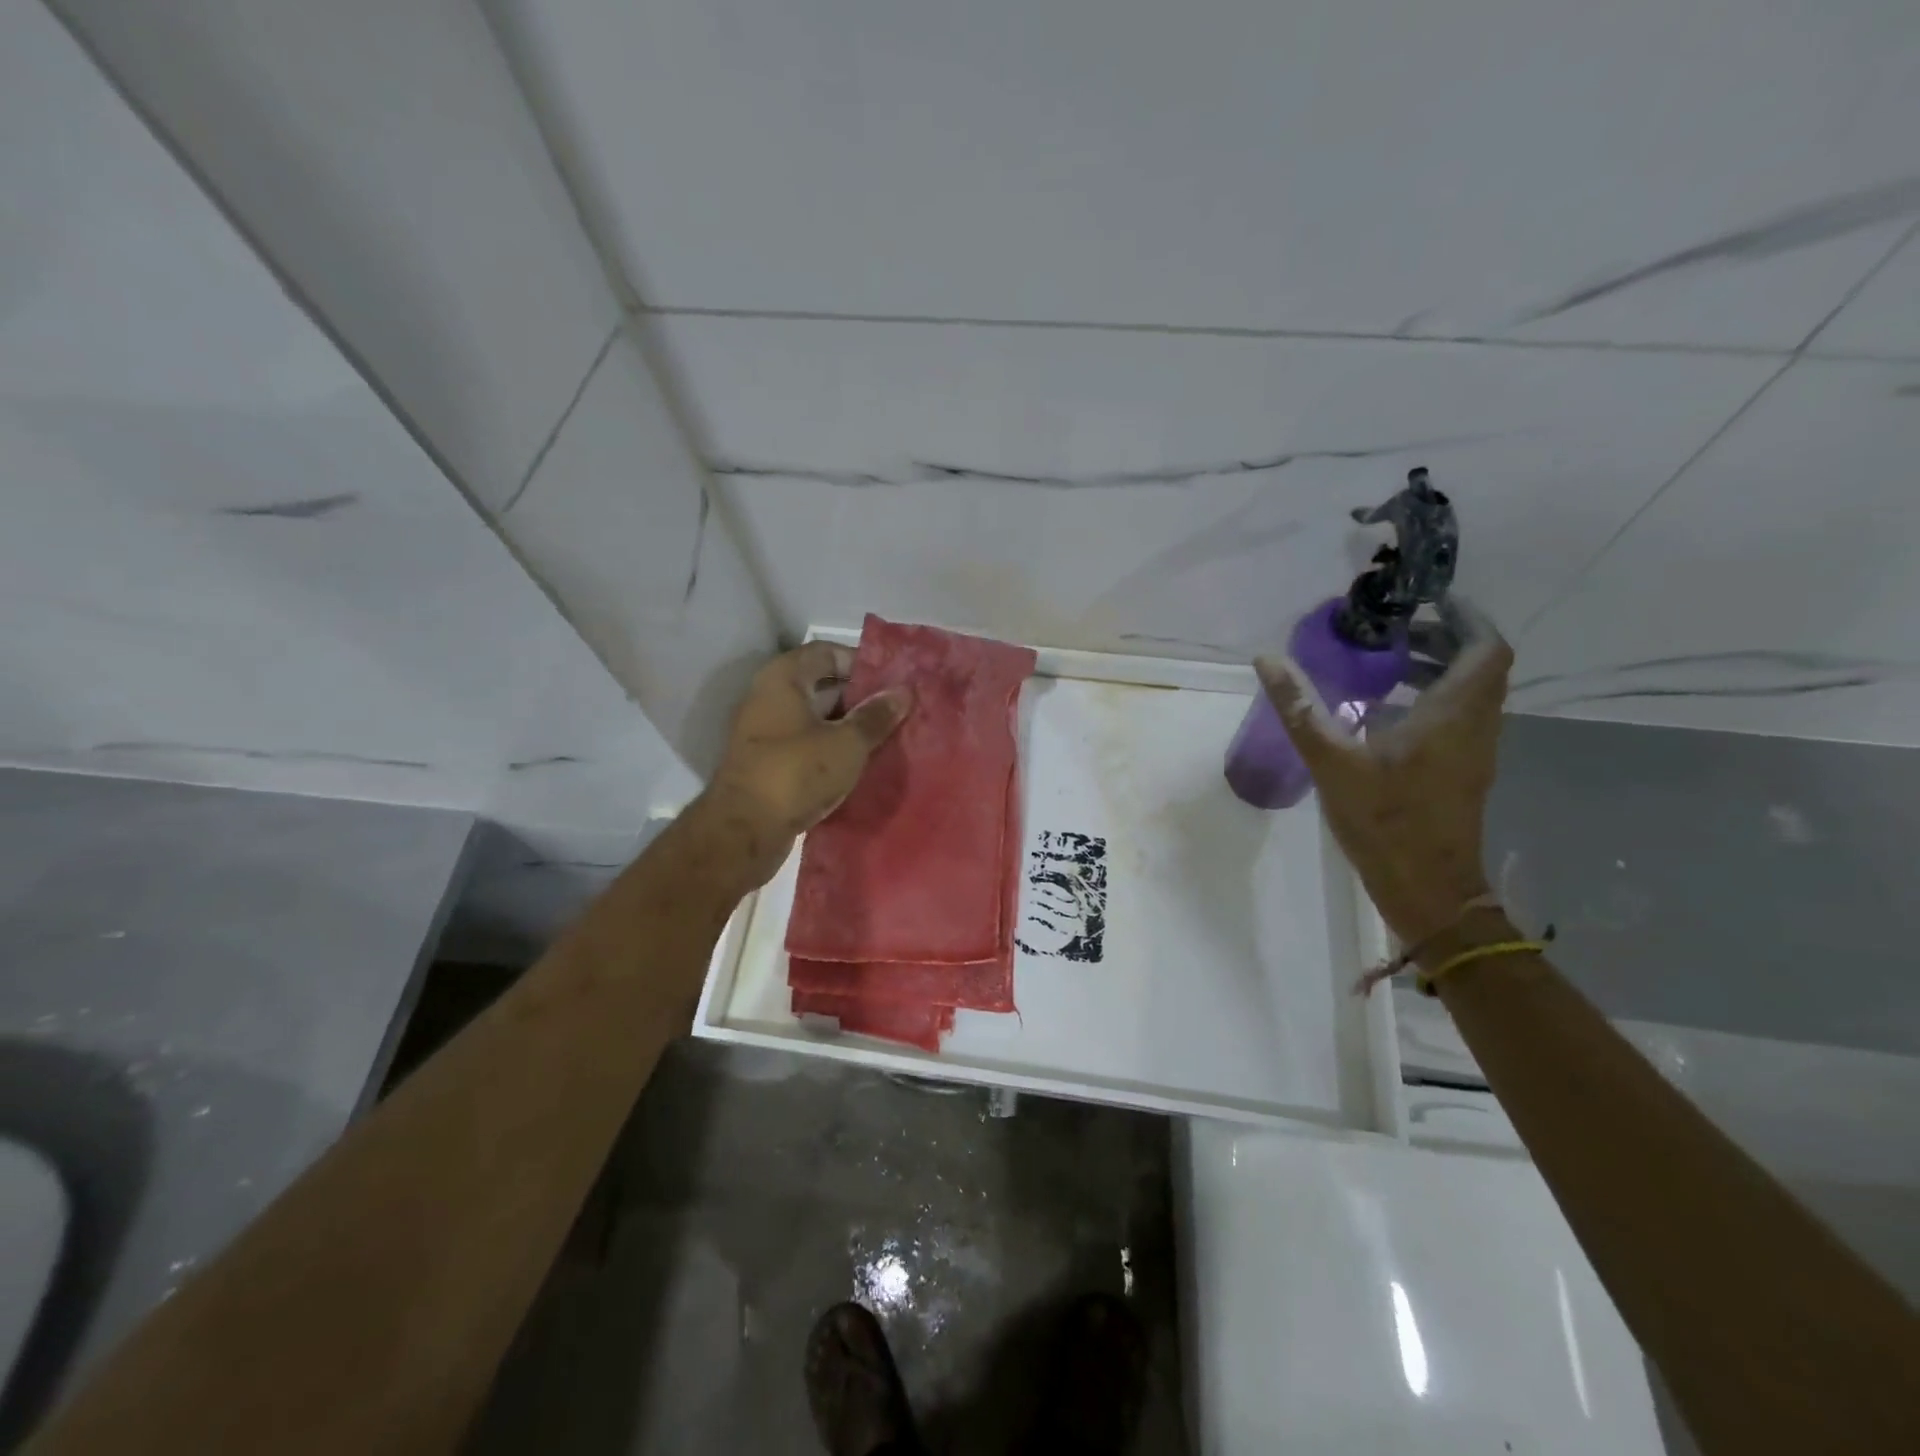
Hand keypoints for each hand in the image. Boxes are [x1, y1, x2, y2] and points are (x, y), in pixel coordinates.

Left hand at [702, 641, 911, 887]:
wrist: (744, 831)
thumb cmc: (797, 773)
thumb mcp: (847, 743)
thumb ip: (876, 716)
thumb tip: (904, 692)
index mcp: (783, 678)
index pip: (827, 652)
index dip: (861, 662)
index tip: (893, 681)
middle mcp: (768, 697)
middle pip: (821, 685)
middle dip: (859, 697)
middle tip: (896, 710)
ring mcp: (764, 731)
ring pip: (815, 718)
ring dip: (847, 726)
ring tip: (887, 736)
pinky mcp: (767, 763)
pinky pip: (806, 744)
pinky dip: (831, 749)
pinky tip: (861, 763)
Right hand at [1256, 598, 1512, 945]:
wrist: (1428, 888)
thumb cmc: (1385, 821)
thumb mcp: (1332, 761)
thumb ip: (1300, 708)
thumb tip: (1267, 659)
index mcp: (1454, 714)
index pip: (1485, 646)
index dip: (1464, 616)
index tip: (1427, 600)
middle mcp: (1477, 725)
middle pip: (1482, 665)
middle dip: (1446, 638)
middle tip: (1397, 628)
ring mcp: (1475, 751)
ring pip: (1474, 692)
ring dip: (1442, 668)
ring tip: (1389, 662)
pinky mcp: (1464, 772)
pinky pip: (1461, 717)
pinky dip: (1435, 698)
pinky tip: (1388, 713)